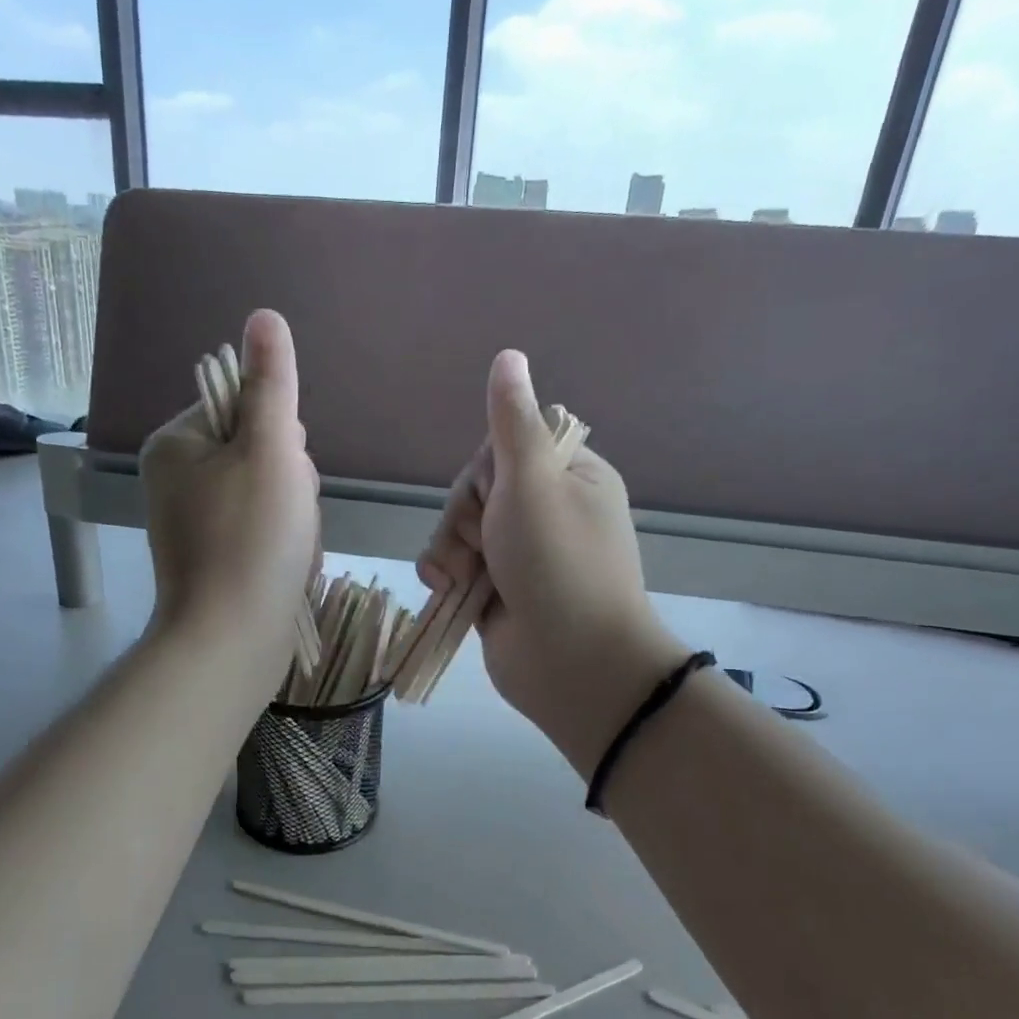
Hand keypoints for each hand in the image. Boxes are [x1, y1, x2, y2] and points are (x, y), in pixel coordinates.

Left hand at [141, 309, 319, 675]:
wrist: (233, 640)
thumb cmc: (252, 540)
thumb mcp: (270, 450)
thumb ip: (272, 384)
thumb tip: (264, 316)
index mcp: (177, 444)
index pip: (246, 409)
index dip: (281, 439)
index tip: (285, 475)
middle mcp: (177, 479)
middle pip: (260, 453)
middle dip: (291, 484)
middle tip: (288, 518)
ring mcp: (195, 523)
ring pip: (271, 495)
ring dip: (295, 517)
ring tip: (290, 550)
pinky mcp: (216, 559)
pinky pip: (264, 532)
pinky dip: (284, 546)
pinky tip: (287, 567)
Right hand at [418, 350, 686, 774]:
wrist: (571, 663)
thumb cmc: (557, 564)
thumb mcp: (532, 482)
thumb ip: (512, 422)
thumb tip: (509, 355)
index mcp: (570, 478)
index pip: (506, 447)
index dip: (486, 471)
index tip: (494, 494)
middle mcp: (546, 512)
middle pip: (476, 490)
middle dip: (465, 518)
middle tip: (482, 543)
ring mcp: (520, 555)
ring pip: (459, 530)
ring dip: (450, 551)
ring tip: (460, 578)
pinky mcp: (496, 591)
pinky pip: (455, 566)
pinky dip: (446, 576)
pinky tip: (447, 590)